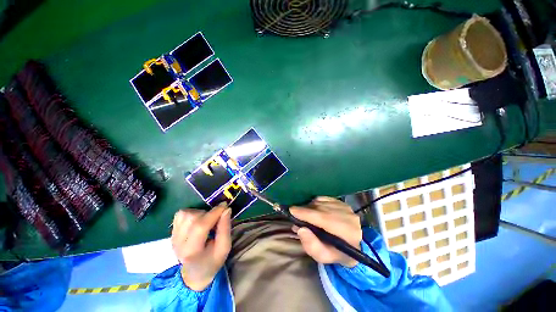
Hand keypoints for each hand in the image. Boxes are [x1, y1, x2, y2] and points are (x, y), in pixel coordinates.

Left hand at [171, 204, 230, 290]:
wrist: (194, 274)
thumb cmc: (212, 261)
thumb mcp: (224, 248)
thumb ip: (225, 228)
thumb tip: (226, 209)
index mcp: (192, 251)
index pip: (200, 226)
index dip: (214, 212)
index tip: (225, 205)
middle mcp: (178, 243)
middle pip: (192, 218)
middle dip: (208, 213)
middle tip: (216, 219)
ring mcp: (173, 237)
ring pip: (185, 214)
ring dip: (199, 213)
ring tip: (206, 221)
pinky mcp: (172, 233)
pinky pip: (180, 215)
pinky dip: (191, 213)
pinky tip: (197, 221)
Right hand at [290, 197, 361, 267]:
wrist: (354, 245)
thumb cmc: (336, 253)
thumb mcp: (324, 256)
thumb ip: (311, 246)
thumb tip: (300, 229)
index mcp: (347, 233)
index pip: (324, 219)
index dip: (306, 213)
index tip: (292, 210)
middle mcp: (348, 217)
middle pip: (321, 209)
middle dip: (305, 209)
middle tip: (294, 213)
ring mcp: (346, 208)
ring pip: (322, 202)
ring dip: (310, 207)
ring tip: (304, 214)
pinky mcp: (342, 202)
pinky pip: (324, 199)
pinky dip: (315, 202)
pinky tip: (313, 209)